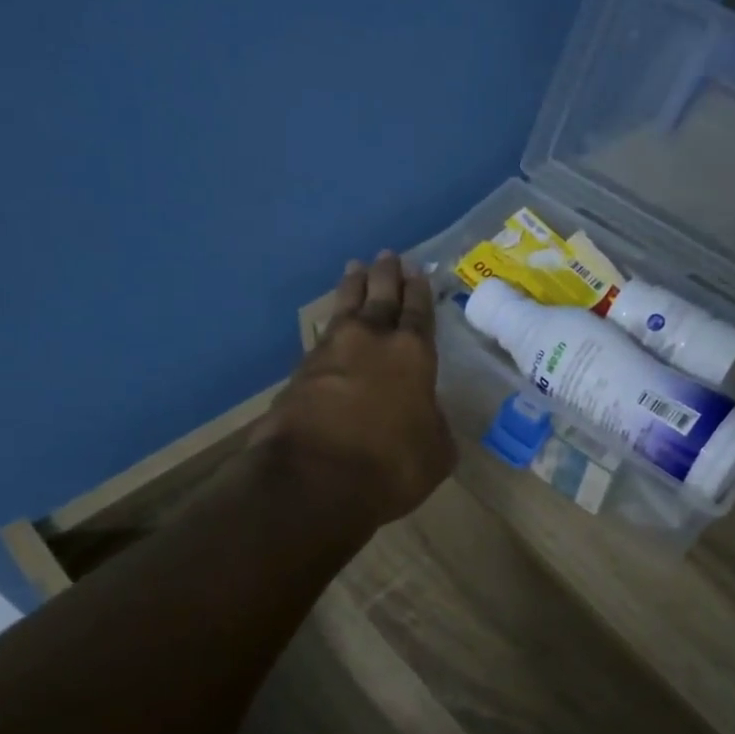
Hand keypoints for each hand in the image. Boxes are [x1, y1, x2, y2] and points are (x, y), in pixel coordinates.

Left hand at [254, 251, 456, 527]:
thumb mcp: (435, 453)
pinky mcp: (299, 373)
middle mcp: (371, 342)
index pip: (419, 313)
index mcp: (413, 355)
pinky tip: (331, 326)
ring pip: (345, 308)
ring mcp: (330, 353)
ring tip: (354, 269)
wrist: (313, 478)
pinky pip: (321, 338)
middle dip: (386, 275)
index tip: (417, 271)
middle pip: (380, 297)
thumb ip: (434, 425)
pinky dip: (330, 327)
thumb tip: (425, 416)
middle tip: (387, 255)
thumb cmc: (390, 465)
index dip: (419, 292)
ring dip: (352, 288)